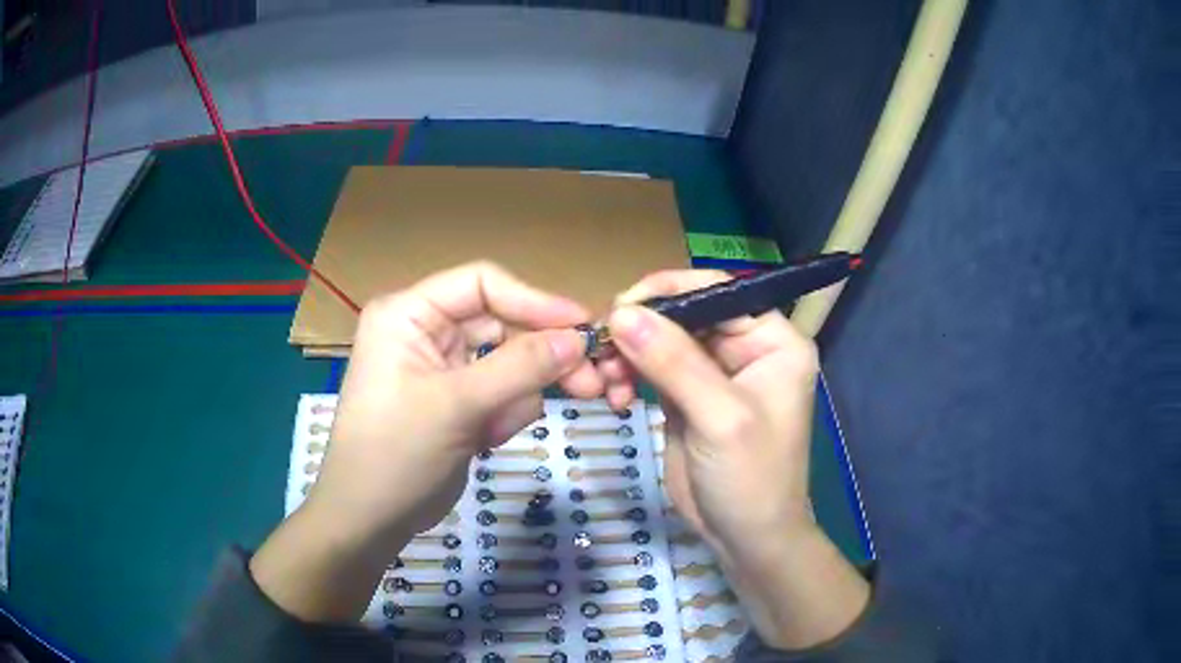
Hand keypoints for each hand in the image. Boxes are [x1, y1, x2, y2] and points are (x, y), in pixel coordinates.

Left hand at [251, 262, 602, 621]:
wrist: (371, 520)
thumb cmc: (396, 453)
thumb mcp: (457, 405)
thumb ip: (521, 367)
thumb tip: (580, 338)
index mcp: (409, 313)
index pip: (482, 284)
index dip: (534, 300)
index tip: (583, 326)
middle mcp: (426, 330)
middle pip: (502, 323)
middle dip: (539, 356)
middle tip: (591, 382)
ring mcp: (444, 367)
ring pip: (508, 361)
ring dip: (518, 394)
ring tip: (498, 429)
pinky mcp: (459, 400)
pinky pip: (502, 391)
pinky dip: (505, 415)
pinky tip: (485, 441)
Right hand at [603, 270, 868, 648]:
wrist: (744, 538)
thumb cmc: (751, 477)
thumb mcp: (720, 418)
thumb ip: (674, 362)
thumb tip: (620, 313)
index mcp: (773, 341)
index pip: (721, 292)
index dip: (672, 290)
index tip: (622, 302)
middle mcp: (745, 348)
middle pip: (686, 314)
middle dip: (642, 327)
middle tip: (602, 345)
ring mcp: (713, 373)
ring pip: (662, 340)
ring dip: (629, 353)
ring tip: (605, 378)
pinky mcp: (686, 397)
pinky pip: (651, 370)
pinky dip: (628, 376)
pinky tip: (614, 396)